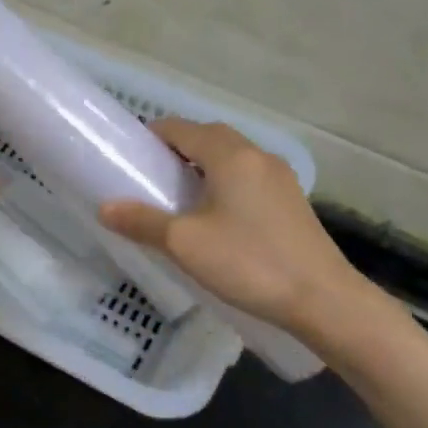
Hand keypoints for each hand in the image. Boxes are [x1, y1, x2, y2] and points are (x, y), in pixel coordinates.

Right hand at [98, 119, 380, 347]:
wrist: (322, 299)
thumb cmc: (248, 262)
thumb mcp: (184, 243)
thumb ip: (142, 221)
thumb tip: (105, 207)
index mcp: (231, 155)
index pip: (181, 128)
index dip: (151, 137)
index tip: (128, 159)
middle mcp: (258, 156)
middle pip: (209, 138)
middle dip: (175, 151)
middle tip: (148, 181)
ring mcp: (280, 179)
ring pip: (231, 159)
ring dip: (201, 168)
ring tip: (176, 200)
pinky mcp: (291, 202)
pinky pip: (247, 179)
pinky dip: (223, 185)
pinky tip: (213, 218)